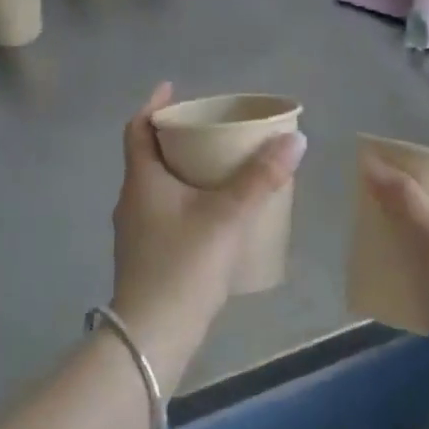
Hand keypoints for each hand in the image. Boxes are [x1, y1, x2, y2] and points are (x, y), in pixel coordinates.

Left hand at [109, 83, 307, 387]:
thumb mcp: (227, 216)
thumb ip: (261, 178)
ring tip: (218, 167)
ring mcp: (136, 233)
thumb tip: (295, 140)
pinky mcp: (147, 258)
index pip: (137, 130)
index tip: (173, 89)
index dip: (153, 106)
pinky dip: (186, 200)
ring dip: (183, 171)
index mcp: (142, 181)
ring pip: (158, 187)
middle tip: (210, 129)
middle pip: (150, 156)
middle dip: (177, 138)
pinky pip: (166, 213)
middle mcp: (132, 201)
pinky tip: (214, 215)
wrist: (152, 339)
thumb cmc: (183, 266)